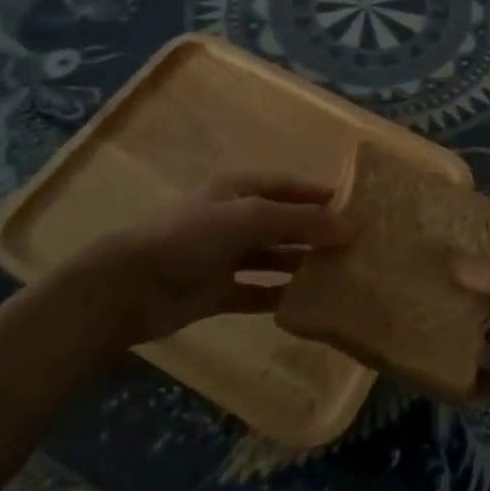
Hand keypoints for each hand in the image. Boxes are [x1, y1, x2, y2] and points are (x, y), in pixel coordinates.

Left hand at [60, 173, 349, 346]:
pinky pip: (257, 291)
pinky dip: (279, 296)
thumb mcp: (250, 217)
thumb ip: (301, 221)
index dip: (321, 195)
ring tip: (341, 275)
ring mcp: (226, 256)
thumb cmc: (193, 236)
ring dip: (302, 264)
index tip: (358, 208)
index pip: (289, 186)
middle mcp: (235, 218)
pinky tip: (307, 304)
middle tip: (357, 248)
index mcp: (240, 189)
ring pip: (274, 257)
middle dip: (317, 232)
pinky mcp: (218, 291)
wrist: (131, 286)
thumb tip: (350, 227)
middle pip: (285, 222)